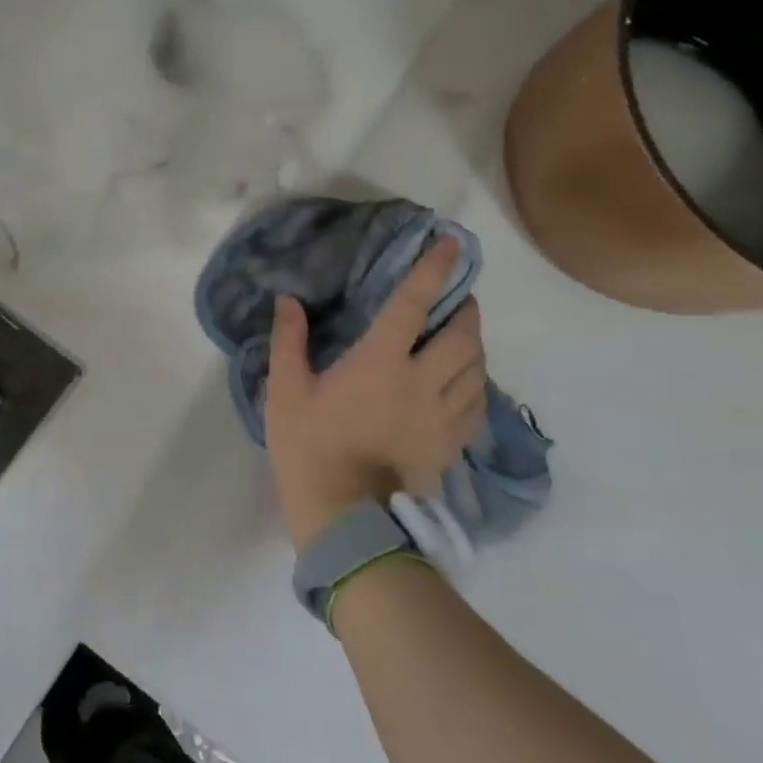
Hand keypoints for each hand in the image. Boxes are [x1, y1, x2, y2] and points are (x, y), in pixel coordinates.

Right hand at [264, 237, 486, 548]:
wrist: (344, 519)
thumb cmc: (309, 448)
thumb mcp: (285, 392)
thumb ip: (289, 342)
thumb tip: (289, 300)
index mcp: (381, 362)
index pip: (414, 304)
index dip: (434, 269)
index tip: (451, 243)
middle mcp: (422, 381)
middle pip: (462, 335)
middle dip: (465, 309)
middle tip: (456, 298)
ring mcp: (442, 416)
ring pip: (476, 368)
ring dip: (473, 344)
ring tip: (461, 335)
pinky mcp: (450, 445)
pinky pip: (476, 404)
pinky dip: (475, 382)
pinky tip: (465, 382)